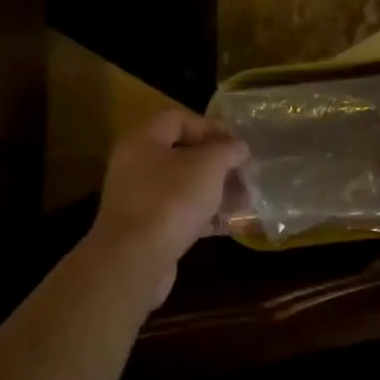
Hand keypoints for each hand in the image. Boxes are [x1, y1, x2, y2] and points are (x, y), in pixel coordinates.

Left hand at [88, 110, 248, 302]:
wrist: (134, 260)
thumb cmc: (171, 201)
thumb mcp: (208, 166)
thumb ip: (227, 150)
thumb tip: (238, 147)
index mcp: (143, 141)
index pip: (177, 119)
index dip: (210, 127)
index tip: (237, 144)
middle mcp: (135, 166)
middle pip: (182, 155)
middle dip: (218, 165)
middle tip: (245, 176)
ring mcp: (138, 200)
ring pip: (183, 187)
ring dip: (215, 192)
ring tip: (245, 202)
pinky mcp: (146, 230)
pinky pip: (179, 215)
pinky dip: (204, 217)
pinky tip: (229, 225)